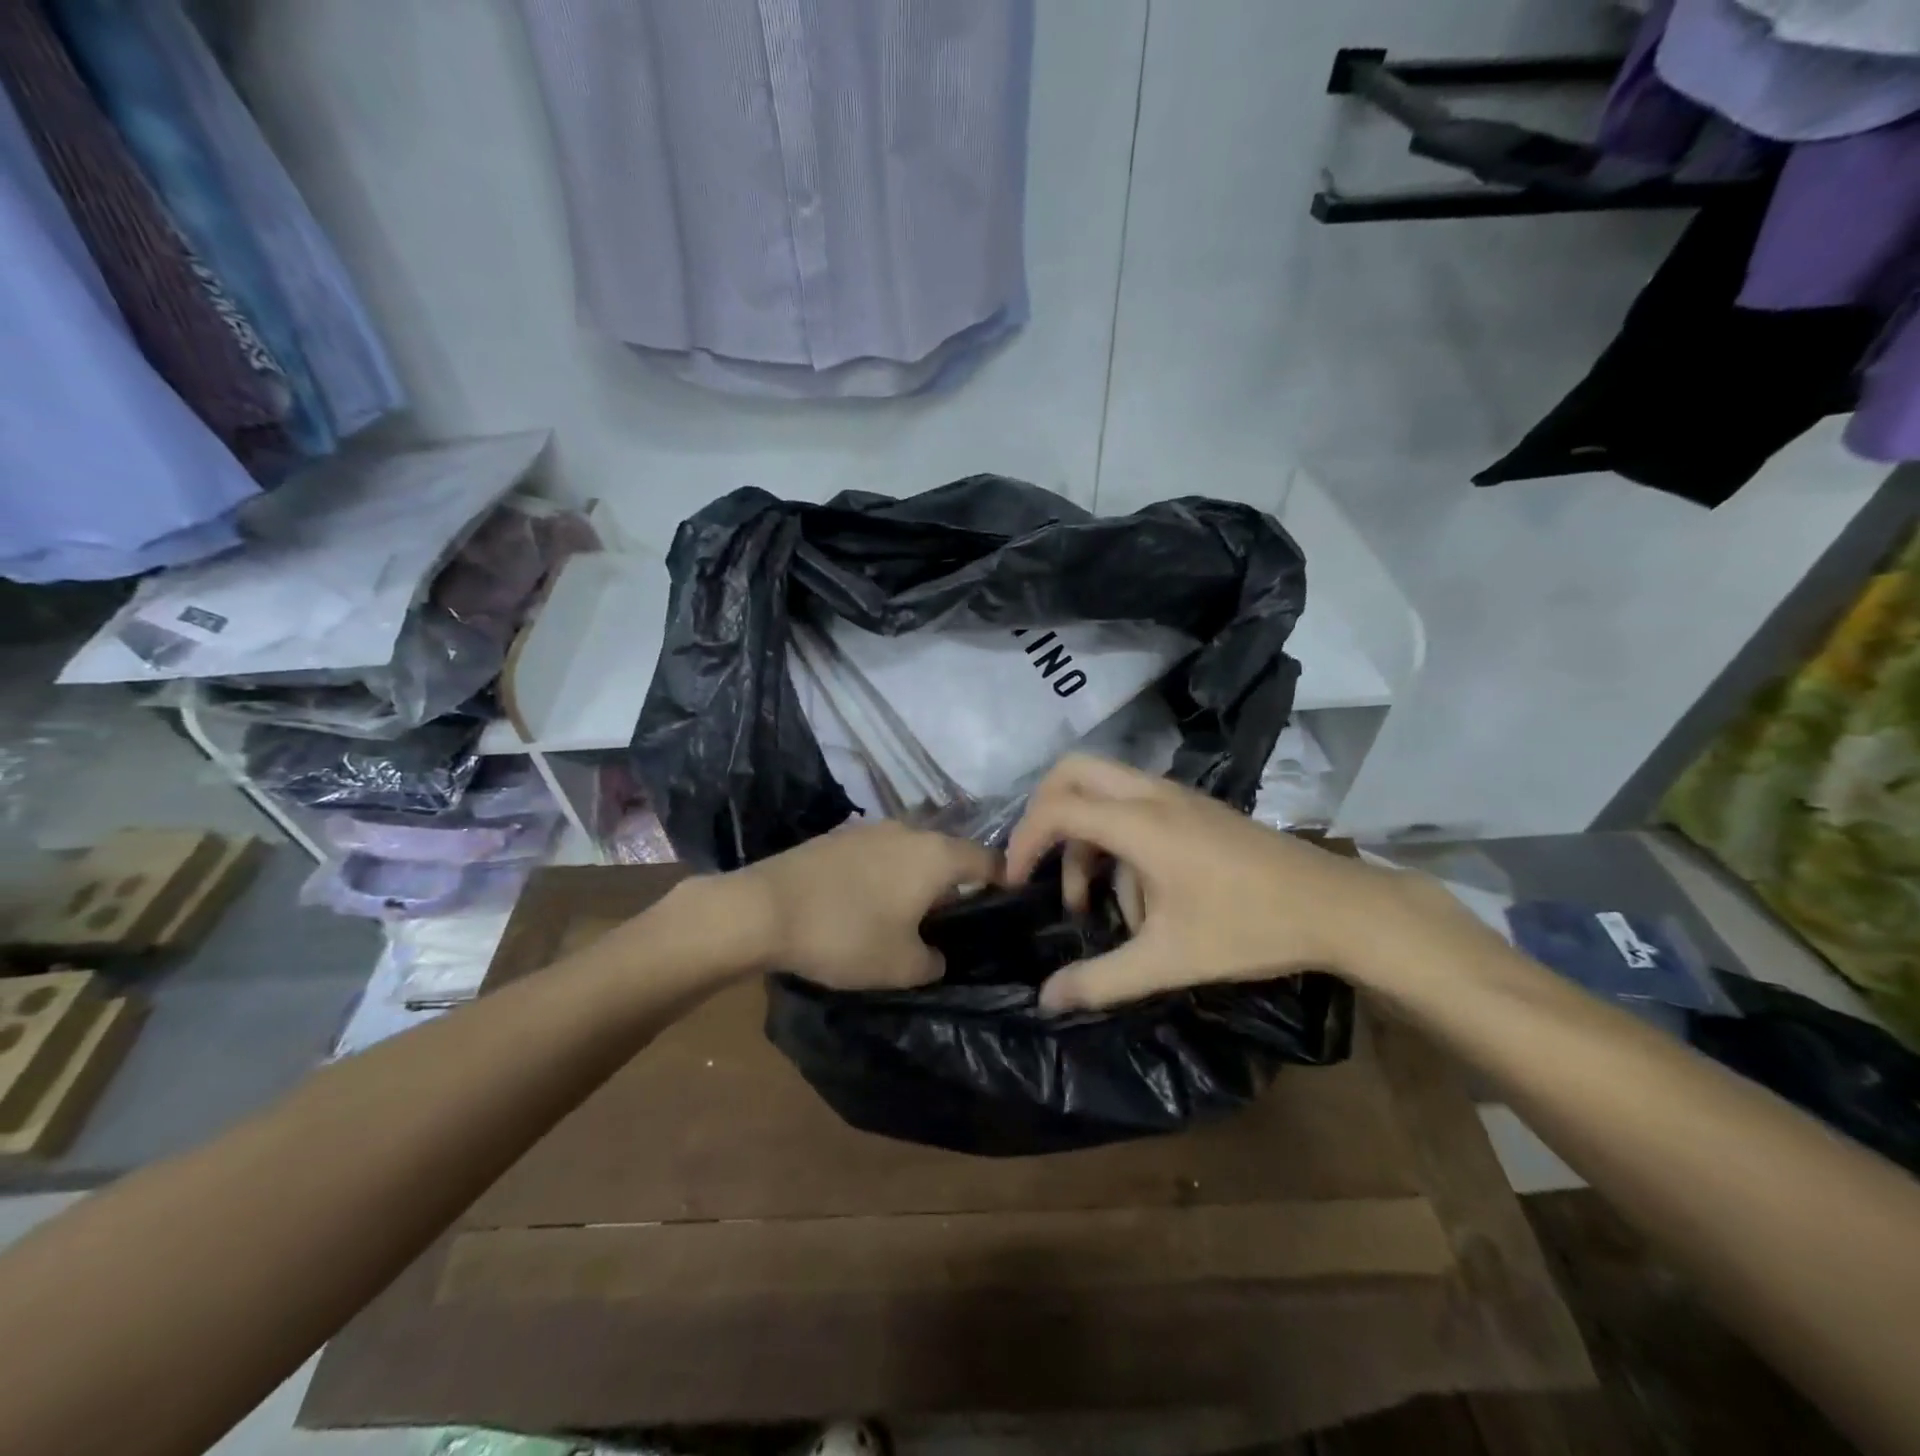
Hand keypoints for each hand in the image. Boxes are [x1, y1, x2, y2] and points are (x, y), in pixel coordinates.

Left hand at [729, 820, 1000, 990]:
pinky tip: (871, 900)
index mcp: (936, 855)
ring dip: (919, 877)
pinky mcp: (839, 836)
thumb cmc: (845, 935)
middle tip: (956, 919)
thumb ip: (935, 961)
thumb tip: (936, 954)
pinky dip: (887, 873)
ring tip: (912, 911)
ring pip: (913, 851)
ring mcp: (871, 828)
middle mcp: (910, 830)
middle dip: (957, 883)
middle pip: (949, 853)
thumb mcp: (902, 967)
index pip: (989, 860)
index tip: (1008, 905)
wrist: (763, 909)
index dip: (1005, 881)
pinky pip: (880, 853)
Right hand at [1004, 755, 1466, 1011]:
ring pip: (1103, 789)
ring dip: (1084, 835)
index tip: (1013, 882)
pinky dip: (1114, 837)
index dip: (1023, 841)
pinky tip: (1139, 898)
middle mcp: (1152, 794)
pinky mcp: (1194, 807)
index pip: (1058, 809)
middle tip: (1038, 864)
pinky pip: (1133, 804)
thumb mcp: (1169, 960)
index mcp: (1140, 823)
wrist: (1336, 908)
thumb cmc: (1250, 927)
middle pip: (1073, 772)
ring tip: (1095, 902)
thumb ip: (1101, 979)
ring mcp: (1176, 795)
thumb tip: (1045, 1000)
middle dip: (1044, 814)